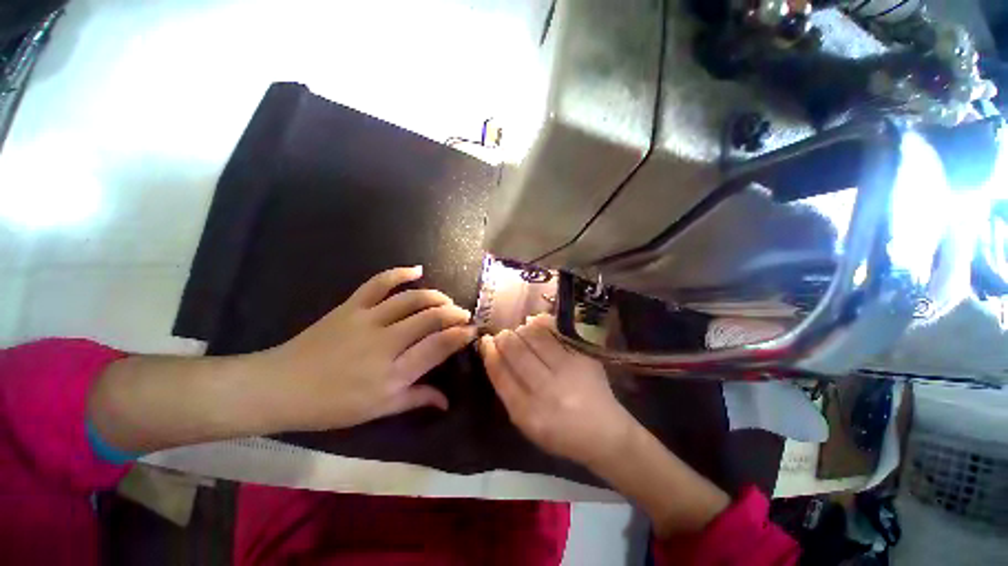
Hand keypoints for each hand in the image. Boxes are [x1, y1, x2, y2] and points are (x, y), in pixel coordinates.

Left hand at [261, 266, 475, 430]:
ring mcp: (368, 320)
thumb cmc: (331, 406)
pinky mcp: (351, 307)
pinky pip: (379, 283)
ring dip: (436, 296)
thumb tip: (447, 400)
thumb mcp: (378, 410)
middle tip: (463, 315)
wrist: (281, 387)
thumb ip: (416, 400)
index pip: (438, 346)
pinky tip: (417, 270)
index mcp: (393, 373)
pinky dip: (400, 273)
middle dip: (454, 313)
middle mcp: (386, 343)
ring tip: (446, 300)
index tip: (472, 331)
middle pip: (430, 318)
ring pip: (412, 299)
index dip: (460, 335)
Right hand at [478, 315, 636, 468]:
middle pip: (516, 351)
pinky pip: (556, 333)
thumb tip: (494, 354)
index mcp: (528, 413)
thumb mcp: (526, 423)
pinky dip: (542, 324)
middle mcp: (547, 391)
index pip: (501, 374)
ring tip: (520, 331)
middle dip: (504, 338)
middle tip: (503, 335)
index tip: (485, 341)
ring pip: (534, 337)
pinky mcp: (583, 358)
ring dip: (522, 330)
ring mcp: (567, 371)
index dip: (489, 353)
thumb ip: (508, 391)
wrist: (605, 434)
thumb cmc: (560, 433)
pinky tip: (536, 324)